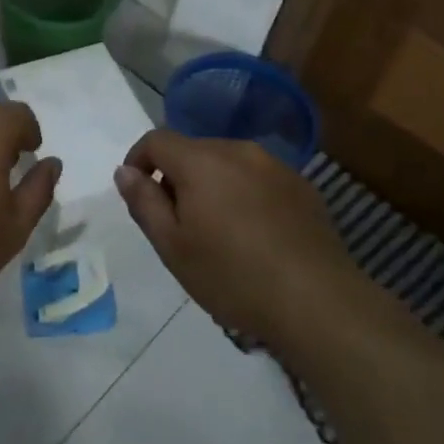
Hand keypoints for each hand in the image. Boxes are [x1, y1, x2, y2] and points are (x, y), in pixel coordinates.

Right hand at [114, 131, 360, 341]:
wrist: (318, 303)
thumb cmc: (233, 276)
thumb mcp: (173, 246)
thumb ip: (144, 202)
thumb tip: (124, 171)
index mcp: (201, 161)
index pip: (156, 140)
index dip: (138, 160)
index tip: (137, 193)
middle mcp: (238, 151)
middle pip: (193, 150)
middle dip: (175, 176)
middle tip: (176, 223)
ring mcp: (275, 166)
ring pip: (227, 163)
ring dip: (211, 185)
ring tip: (216, 231)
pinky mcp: (302, 187)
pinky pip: (257, 178)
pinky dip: (243, 194)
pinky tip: (253, 235)